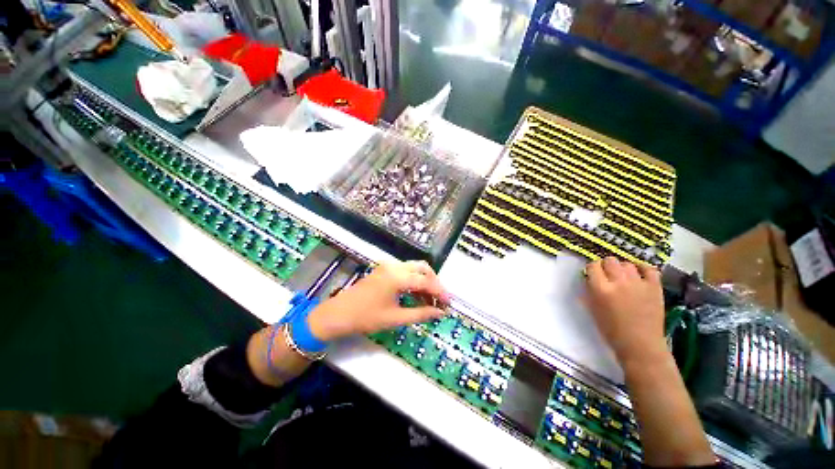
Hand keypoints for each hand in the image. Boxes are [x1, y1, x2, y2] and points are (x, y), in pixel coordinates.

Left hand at [307, 260, 448, 340]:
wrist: (338, 314)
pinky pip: (405, 270)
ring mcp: (388, 265)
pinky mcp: (384, 269)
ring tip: (430, 299)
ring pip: (415, 268)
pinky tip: (417, 294)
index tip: (449, 304)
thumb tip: (440, 313)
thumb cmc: (366, 317)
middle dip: (434, 283)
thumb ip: (421, 314)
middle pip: (423, 268)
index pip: (426, 281)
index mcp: (397, 277)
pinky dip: (414, 280)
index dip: (440, 292)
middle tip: (440, 299)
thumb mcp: (395, 318)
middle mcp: (395, 266)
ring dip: (425, 281)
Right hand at [585, 257, 666, 363]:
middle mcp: (619, 282)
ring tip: (623, 277)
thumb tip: (588, 279)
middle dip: (606, 266)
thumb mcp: (592, 309)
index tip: (593, 274)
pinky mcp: (655, 287)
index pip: (593, 266)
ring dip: (622, 268)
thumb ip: (589, 291)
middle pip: (610, 261)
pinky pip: (649, 269)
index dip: (592, 269)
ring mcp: (639, 284)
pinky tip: (639, 273)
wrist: (640, 345)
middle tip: (607, 275)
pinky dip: (643, 268)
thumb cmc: (611, 330)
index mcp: (601, 289)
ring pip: (627, 264)